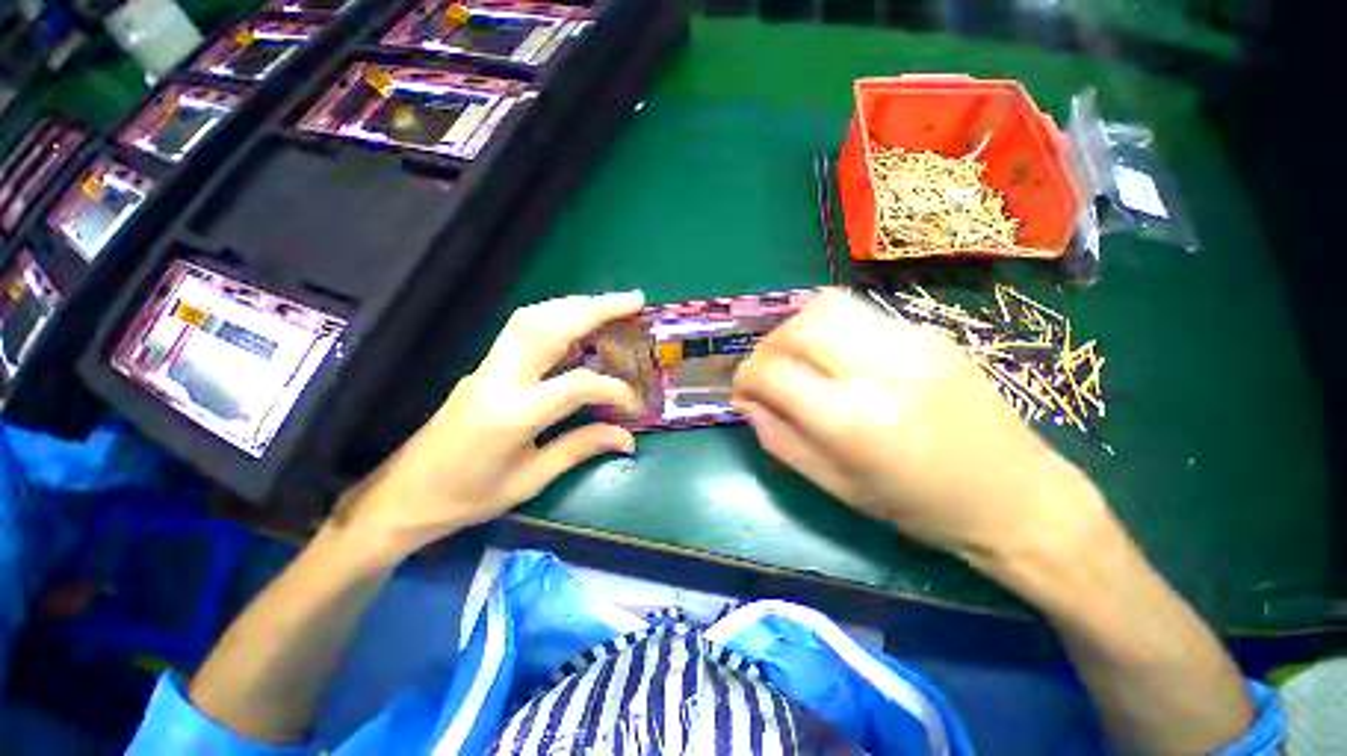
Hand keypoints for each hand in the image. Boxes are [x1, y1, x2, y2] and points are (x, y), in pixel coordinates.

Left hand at [333, 292, 644, 563]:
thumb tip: (627, 438)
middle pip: (549, 327)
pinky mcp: (483, 366)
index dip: (612, 389)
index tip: (634, 403)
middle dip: (596, 308)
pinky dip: (554, 315)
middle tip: (634, 300)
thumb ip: (580, 449)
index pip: (575, 386)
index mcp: (512, 416)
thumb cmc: (468, 497)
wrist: (403, 496)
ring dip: (574, 305)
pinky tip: (575, 321)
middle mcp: (498, 379)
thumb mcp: (530, 481)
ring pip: (532, 318)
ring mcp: (486, 367)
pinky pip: (521, 328)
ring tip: (609, 305)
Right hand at [732, 289, 1109, 572]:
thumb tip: (746, 402)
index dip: (745, 376)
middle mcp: (880, 369)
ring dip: (797, 331)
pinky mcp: (930, 332)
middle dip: (767, 347)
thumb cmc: (919, 507)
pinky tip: (843, 360)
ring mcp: (911, 342)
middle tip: (768, 373)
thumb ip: (779, 439)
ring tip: (799, 360)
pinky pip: (860, 315)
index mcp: (852, 420)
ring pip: (826, 306)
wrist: (1018, 498)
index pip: (772, 371)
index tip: (743, 390)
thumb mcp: (835, 486)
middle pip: (797, 326)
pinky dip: (832, 332)